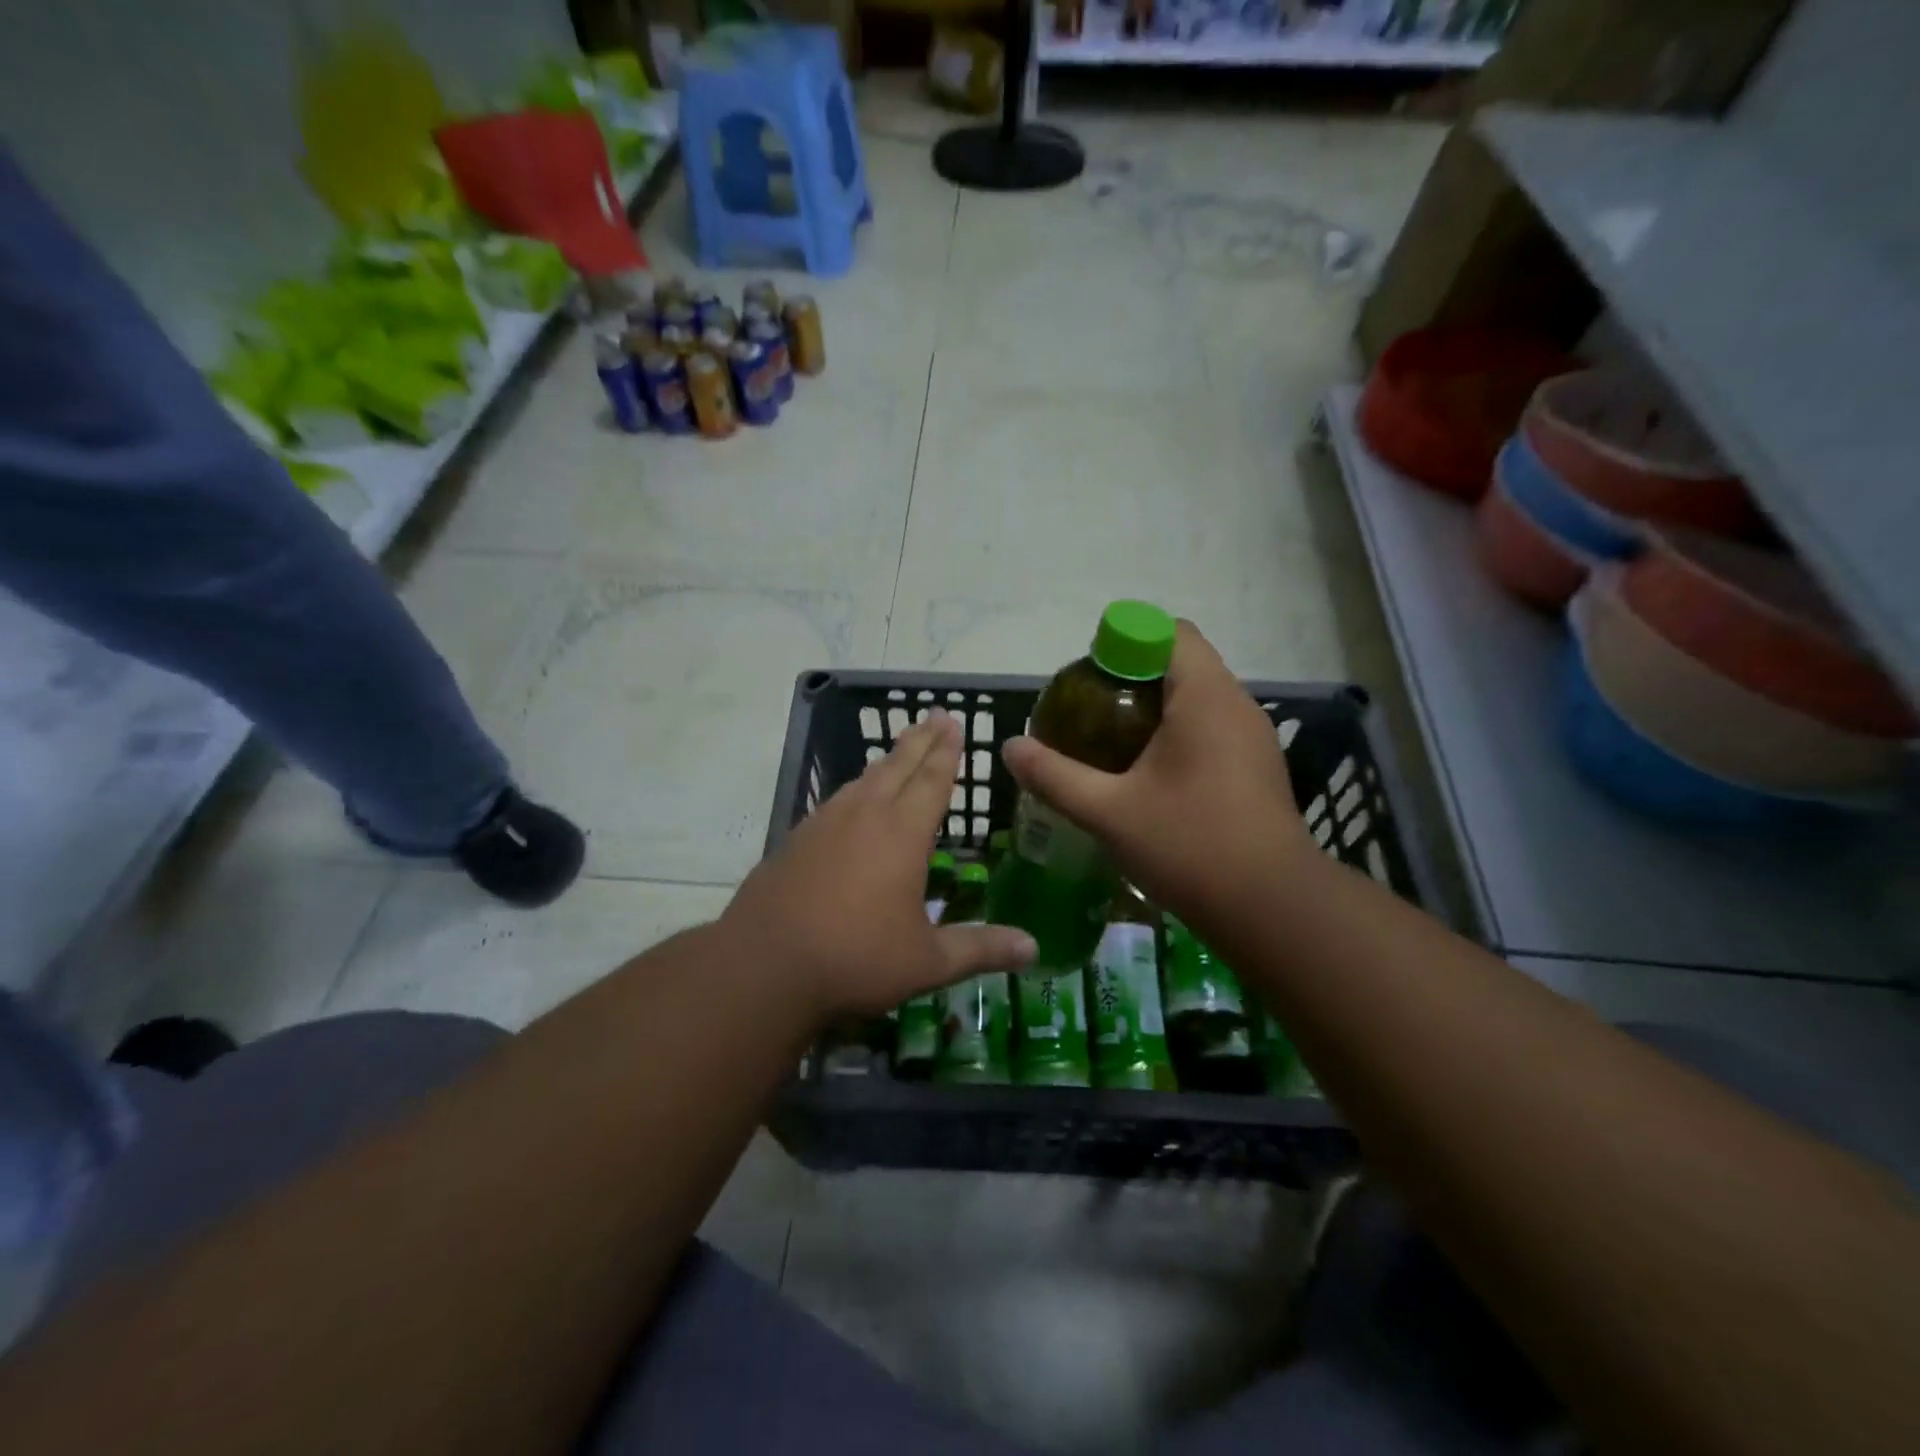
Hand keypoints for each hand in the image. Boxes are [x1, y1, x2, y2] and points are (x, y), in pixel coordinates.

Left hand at [723, 713, 1034, 1020]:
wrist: (764, 966)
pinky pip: (836, 801)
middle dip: (920, 740)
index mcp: (902, 833)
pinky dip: (856, 788)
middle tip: (934, 715)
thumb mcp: (927, 961)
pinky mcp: (796, 840)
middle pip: (897, 766)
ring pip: (864, 779)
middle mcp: (864, 816)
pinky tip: (852, 800)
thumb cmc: (856, 958)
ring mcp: (824, 824)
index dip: (947, 752)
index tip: (954, 723)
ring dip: (887, 761)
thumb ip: (981, 948)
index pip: (932, 781)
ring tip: (899, 750)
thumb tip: (1035, 948)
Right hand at [1001, 620, 1313, 922]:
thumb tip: (1010, 748)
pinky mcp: (1257, 768)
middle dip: (1132, 679)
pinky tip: (1149, 778)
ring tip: (1112, 747)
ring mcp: (1253, 738)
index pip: (1169, 632)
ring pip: (1198, 699)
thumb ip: (1055, 776)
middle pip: (1181, 663)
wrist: (1272, 909)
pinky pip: (1212, 729)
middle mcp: (1236, 705)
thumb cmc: (1190, 846)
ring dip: (1155, 711)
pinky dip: (1178, 736)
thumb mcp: (1109, 812)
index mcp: (1205, 697)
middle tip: (1090, 717)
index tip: (1090, 680)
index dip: (1125, 642)